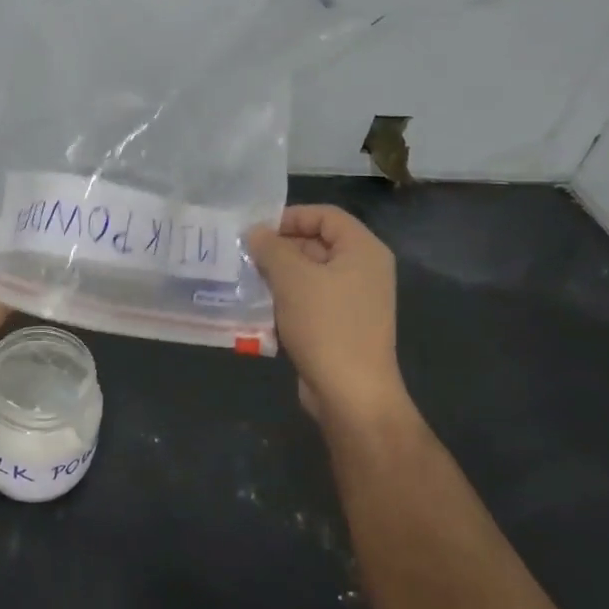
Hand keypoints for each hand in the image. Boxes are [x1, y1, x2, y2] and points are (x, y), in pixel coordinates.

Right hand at [248, 206, 411, 433]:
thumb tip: (256, 233)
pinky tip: (260, 306)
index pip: (325, 215)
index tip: (256, 230)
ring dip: (278, 274)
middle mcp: (364, 270)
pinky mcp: (342, 325)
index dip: (290, 216)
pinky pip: (311, 299)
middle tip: (244, 255)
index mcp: (363, 250)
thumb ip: (271, 248)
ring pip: (310, 273)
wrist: (350, 393)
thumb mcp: (292, 278)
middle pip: (317, 242)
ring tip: (246, 279)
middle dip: (280, 247)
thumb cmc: (326, 325)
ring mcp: (355, 300)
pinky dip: (287, 298)